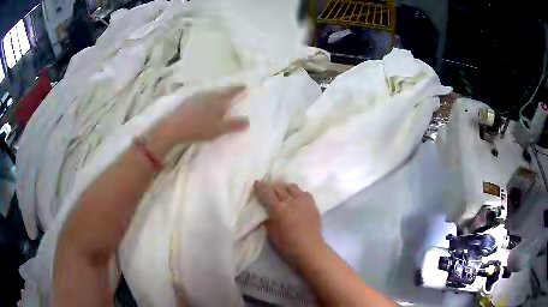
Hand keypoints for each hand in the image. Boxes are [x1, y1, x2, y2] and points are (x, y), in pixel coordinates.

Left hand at [148, 86, 248, 156]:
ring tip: (219, 100)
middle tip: (233, 94)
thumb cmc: (199, 128)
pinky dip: (206, 100)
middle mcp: (208, 93)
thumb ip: (234, 125)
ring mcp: (197, 96)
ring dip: (216, 96)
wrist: (173, 127)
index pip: (232, 90)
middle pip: (221, 90)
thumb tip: (248, 121)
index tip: (245, 86)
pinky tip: (204, 106)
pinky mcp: (188, 101)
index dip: (239, 88)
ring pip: (210, 93)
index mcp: (218, 99)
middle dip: (228, 92)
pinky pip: (201, 97)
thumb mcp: (219, 129)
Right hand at [253, 181, 323, 264]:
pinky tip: (295, 197)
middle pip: (279, 187)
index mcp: (279, 209)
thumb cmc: (287, 244)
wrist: (309, 248)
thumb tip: (265, 210)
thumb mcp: (272, 232)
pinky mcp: (312, 203)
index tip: (257, 183)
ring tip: (282, 192)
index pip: (267, 193)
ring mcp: (303, 201)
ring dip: (284, 188)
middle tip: (268, 190)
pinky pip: (303, 192)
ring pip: (292, 187)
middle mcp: (291, 201)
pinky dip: (297, 193)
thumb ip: (268, 218)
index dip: (261, 187)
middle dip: (272, 187)